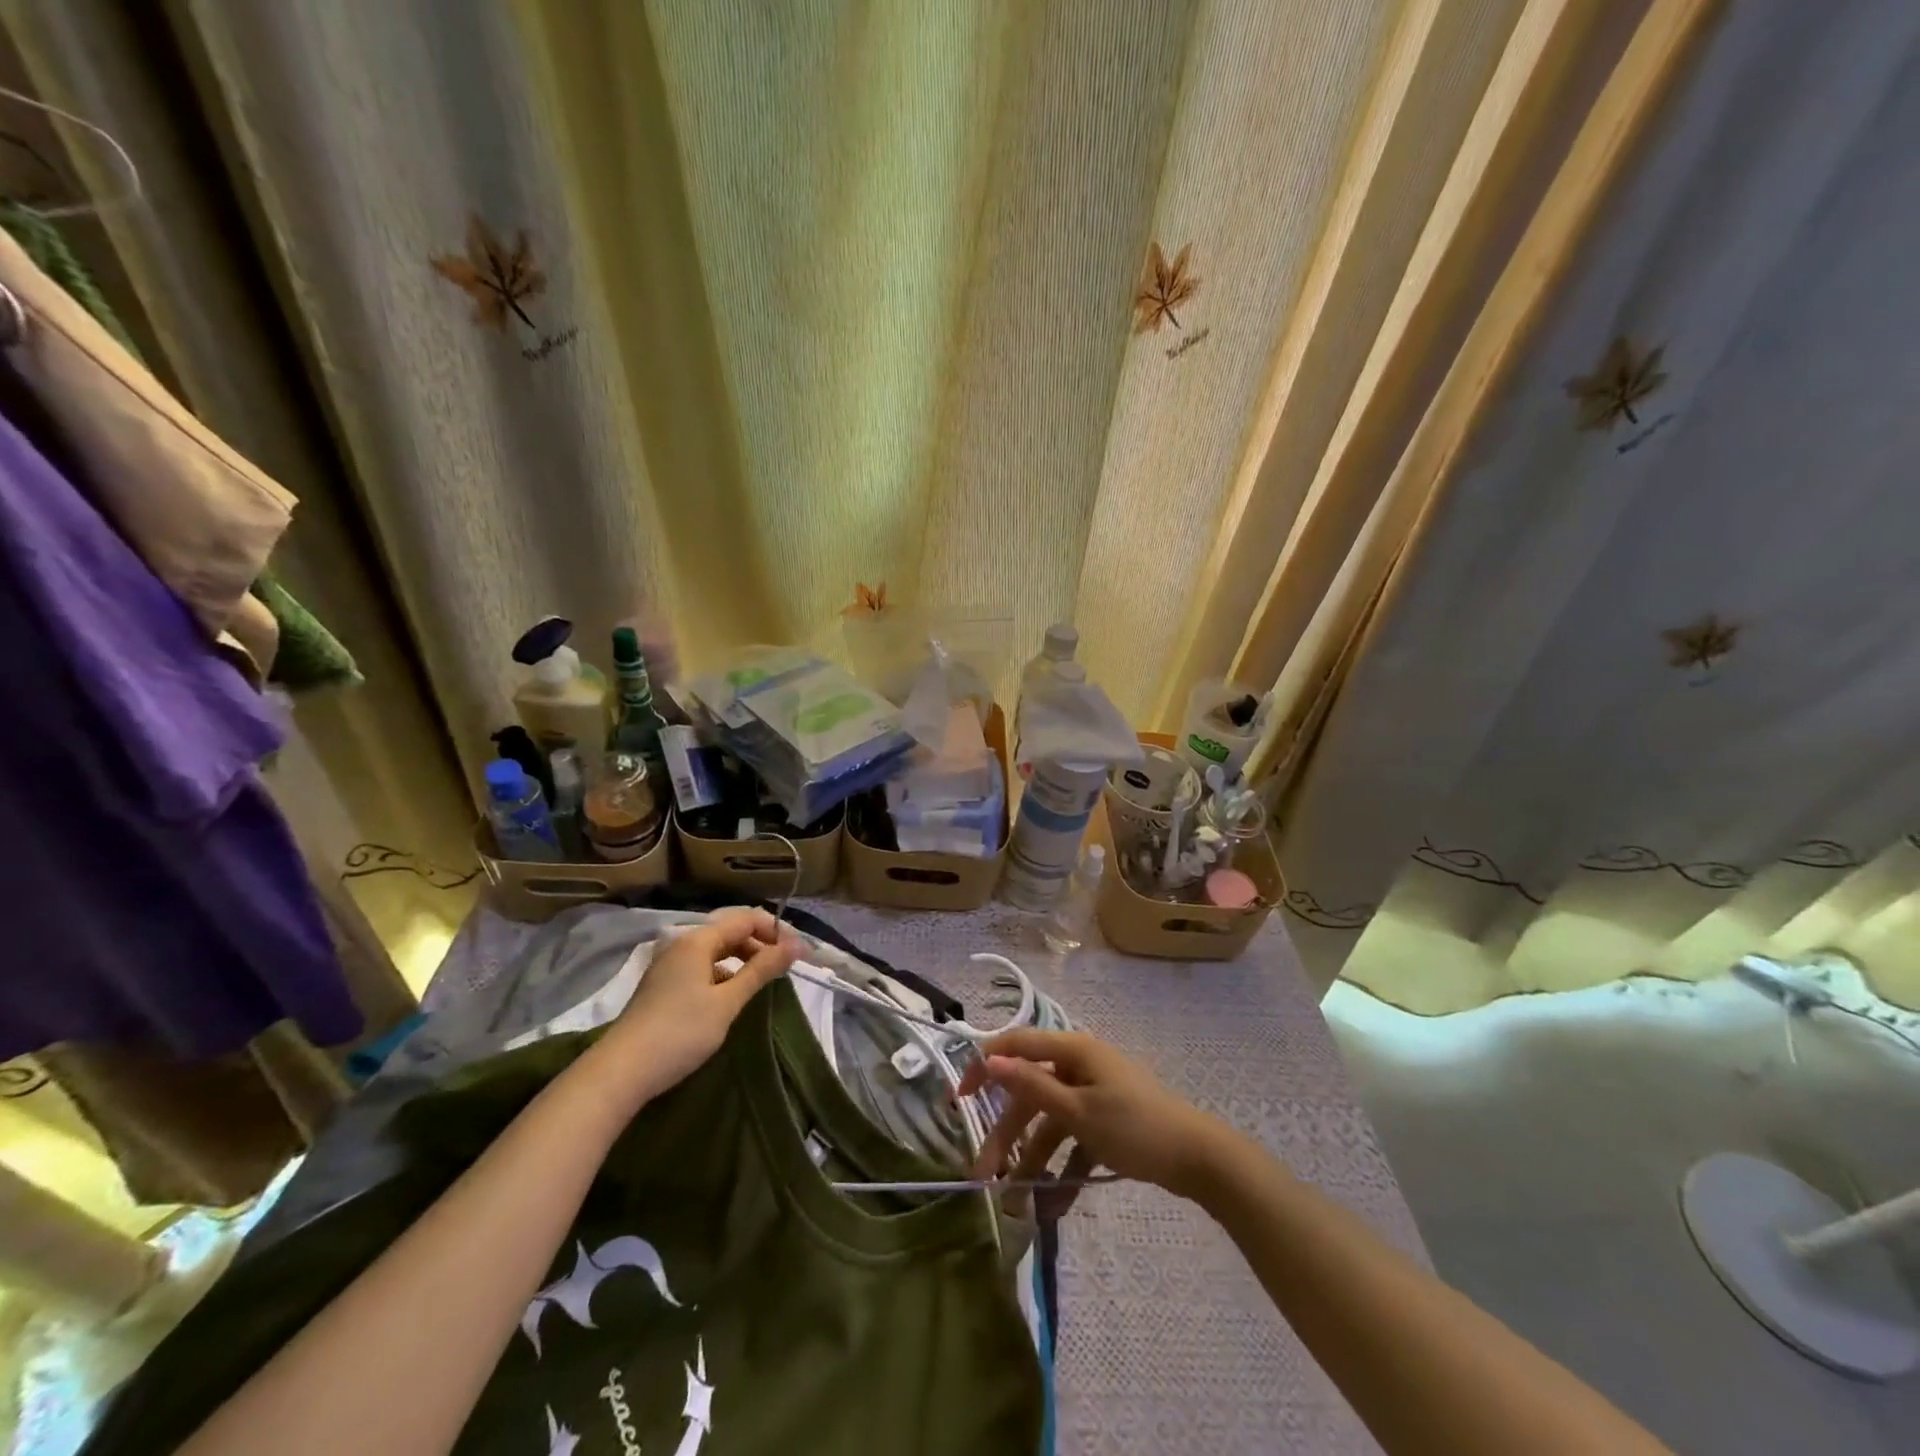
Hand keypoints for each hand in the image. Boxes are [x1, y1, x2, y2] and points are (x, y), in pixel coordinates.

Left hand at [591, 908, 798, 1108]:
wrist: (621, 1073)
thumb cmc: (680, 1032)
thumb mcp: (728, 1001)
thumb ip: (762, 970)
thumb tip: (797, 944)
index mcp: (697, 941)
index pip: (745, 919)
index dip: (775, 931)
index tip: (798, 953)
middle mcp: (681, 945)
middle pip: (730, 932)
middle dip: (760, 944)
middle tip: (785, 969)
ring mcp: (668, 966)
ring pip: (715, 951)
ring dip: (742, 960)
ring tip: (762, 982)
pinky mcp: (662, 987)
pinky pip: (702, 968)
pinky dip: (723, 974)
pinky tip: (731, 997)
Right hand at [957, 1029, 1233, 1199]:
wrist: (1199, 1159)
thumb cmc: (1135, 1127)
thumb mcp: (1078, 1111)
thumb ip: (1032, 1086)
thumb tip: (990, 1060)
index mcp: (1073, 1050)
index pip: (1017, 1046)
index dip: (985, 1066)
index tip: (959, 1098)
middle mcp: (1080, 1065)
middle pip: (1031, 1093)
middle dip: (1008, 1135)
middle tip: (985, 1174)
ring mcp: (1094, 1093)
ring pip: (1051, 1121)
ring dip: (1033, 1158)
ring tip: (1016, 1201)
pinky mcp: (1108, 1120)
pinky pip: (1075, 1138)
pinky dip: (1064, 1166)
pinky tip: (1054, 1204)